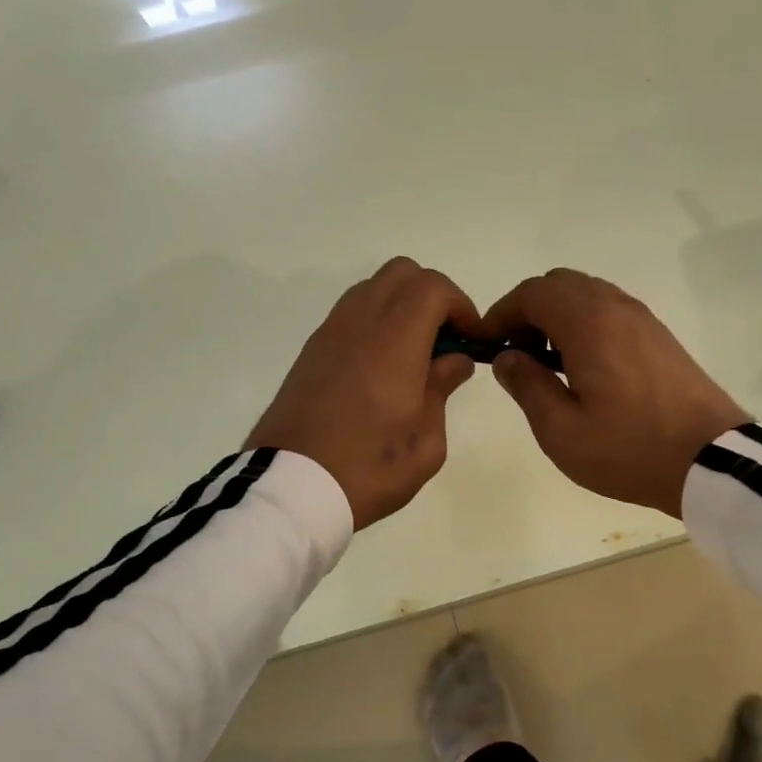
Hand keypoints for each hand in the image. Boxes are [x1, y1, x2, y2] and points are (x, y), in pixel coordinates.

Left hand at [247, 258, 480, 530]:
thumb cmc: (367, 471)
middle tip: (446, 340)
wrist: (289, 489)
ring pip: (373, 287)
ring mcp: (329, 333)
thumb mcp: (424, 444)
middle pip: (402, 273)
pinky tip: (382, 366)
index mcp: (393, 343)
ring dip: (402, 306)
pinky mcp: (311, 350)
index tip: (472, 340)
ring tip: (415, 353)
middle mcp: (359, 324)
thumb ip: (442, 390)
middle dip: (433, 296)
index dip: (462, 305)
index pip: (432, 287)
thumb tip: (453, 359)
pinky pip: (351, 312)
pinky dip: (375, 321)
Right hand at [483, 269, 749, 517]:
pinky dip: (585, 324)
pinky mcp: (660, 336)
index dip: (501, 313)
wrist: (711, 460)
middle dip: (528, 310)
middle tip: (518, 354)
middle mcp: (615, 308)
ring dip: (558, 316)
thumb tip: (507, 357)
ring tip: (549, 364)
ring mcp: (643, 319)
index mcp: (588, 323)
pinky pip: (611, 311)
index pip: (532, 293)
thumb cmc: (629, 449)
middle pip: (559, 284)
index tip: (486, 344)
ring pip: (588, 294)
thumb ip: (527, 385)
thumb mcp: (561, 430)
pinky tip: (585, 368)